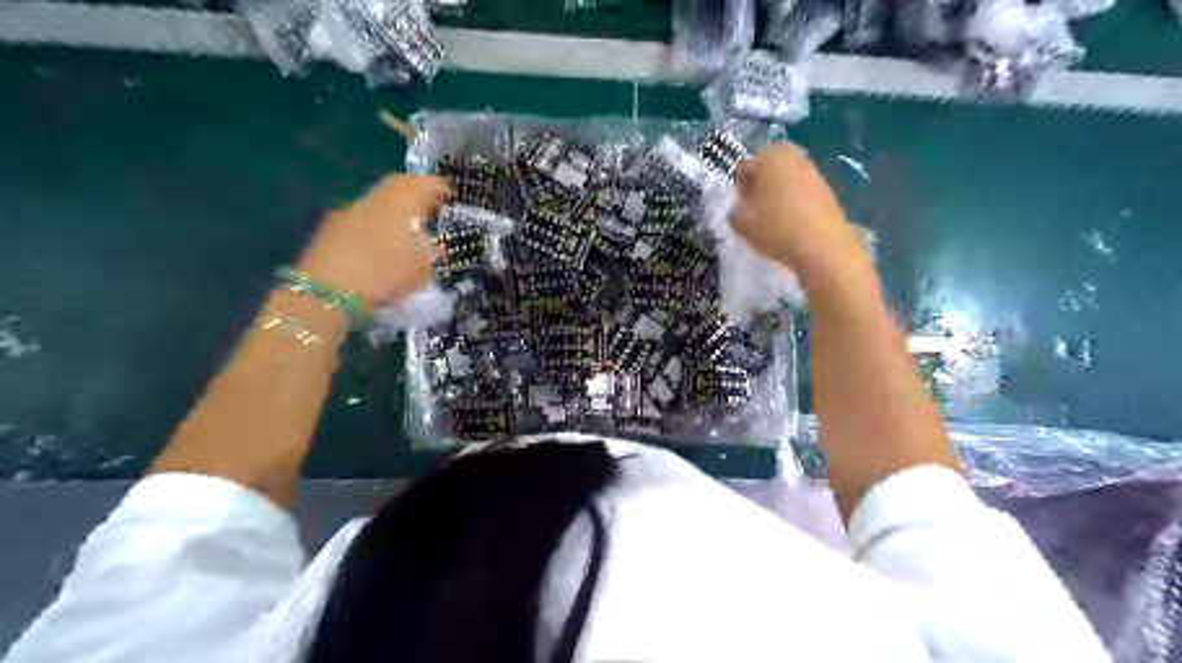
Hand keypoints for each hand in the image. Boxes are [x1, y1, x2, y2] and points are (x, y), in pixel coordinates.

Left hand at [299, 172, 444, 306]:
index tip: (453, 198)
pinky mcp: (332, 228)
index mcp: (401, 199)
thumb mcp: (425, 266)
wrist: (329, 291)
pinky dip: (378, 225)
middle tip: (433, 210)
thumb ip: (437, 250)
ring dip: (396, 210)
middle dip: (417, 195)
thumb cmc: (385, 273)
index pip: (426, 183)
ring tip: (410, 230)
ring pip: (380, 202)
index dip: (442, 189)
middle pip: (400, 187)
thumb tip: (442, 243)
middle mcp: (375, 197)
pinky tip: (383, 244)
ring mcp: (349, 211)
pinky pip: (364, 218)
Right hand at [732, 143, 866, 286]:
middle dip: (761, 182)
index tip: (740, 207)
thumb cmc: (776, 229)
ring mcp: (813, 172)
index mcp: (769, 157)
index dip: (739, 188)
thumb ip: (734, 209)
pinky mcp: (827, 189)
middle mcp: (793, 157)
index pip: (744, 166)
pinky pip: (803, 190)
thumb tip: (739, 204)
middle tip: (756, 207)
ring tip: (774, 217)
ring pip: (787, 177)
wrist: (823, 246)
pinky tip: (792, 222)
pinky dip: (795, 201)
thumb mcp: (741, 223)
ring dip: (779, 191)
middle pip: (769, 166)